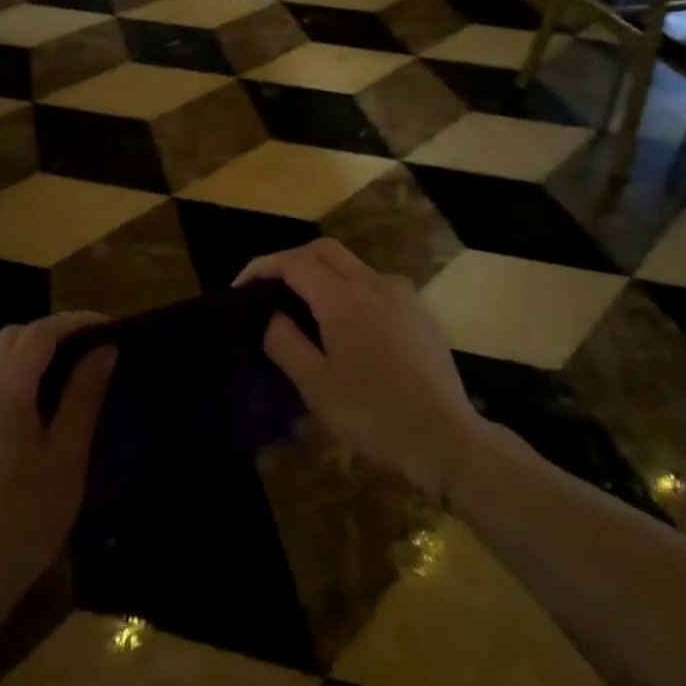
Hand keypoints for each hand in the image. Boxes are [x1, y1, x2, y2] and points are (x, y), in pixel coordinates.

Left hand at [0, 313, 115, 625]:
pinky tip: (42, 403)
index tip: (110, 327)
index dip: (75, 322)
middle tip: (92, 347)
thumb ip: (83, 395)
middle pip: (12, 337)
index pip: (39, 333)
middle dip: (53, 331)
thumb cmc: (26, 518)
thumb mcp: (67, 455)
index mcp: (3, 392)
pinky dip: (17, 374)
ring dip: (34, 352)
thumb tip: (104, 349)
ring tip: (73, 371)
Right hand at [238, 239, 488, 498]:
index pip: (294, 262)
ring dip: (323, 273)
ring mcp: (401, 293)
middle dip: (292, 260)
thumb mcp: (316, 385)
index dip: (262, 267)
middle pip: (324, 250)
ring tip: (304, 308)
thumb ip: (285, 342)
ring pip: (352, 265)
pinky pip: (375, 284)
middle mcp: (374, 282)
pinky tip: (347, 325)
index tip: (241, 287)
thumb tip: (270, 315)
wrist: (444, 436)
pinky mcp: (419, 309)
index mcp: (343, 297)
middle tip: (269, 288)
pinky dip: (350, 289)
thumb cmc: (372, 414)